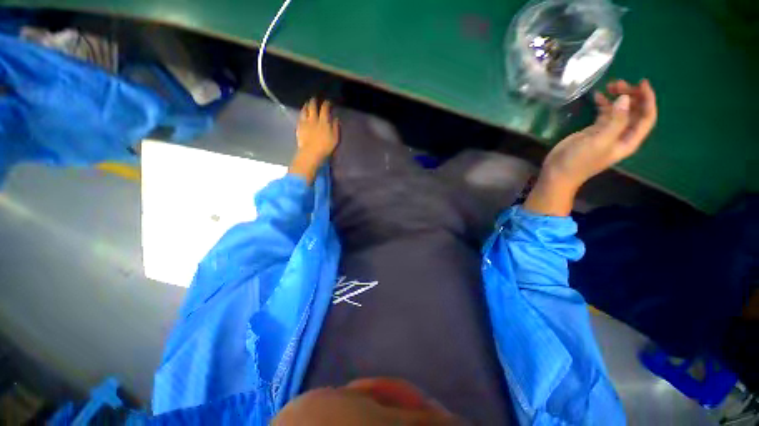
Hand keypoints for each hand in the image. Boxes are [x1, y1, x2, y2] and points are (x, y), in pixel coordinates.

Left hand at [289, 99, 339, 183]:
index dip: (326, 103)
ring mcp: (305, 122)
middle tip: (315, 99)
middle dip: (314, 101)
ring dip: (306, 105)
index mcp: (324, 121)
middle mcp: (313, 119)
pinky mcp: (299, 127)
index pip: (325, 108)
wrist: (310, 153)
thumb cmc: (325, 147)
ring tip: (307, 104)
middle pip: (312, 106)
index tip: (328, 102)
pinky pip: (300, 117)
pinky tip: (302, 114)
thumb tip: (335, 119)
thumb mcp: (335, 138)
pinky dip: (302, 113)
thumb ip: (336, 127)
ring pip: (304, 110)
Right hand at [525, 79, 657, 215]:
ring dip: (618, 97)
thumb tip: (625, 98)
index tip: (641, 82)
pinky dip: (603, 103)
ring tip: (609, 85)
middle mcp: (621, 134)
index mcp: (628, 140)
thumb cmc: (579, 160)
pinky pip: (604, 113)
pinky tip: (597, 95)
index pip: (646, 117)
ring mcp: (607, 132)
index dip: (648, 99)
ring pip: (619, 110)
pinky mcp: (593, 131)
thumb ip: (615, 120)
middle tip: (617, 83)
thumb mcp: (599, 141)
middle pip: (634, 111)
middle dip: (631, 95)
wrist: (557, 172)